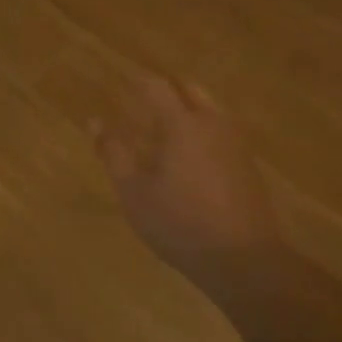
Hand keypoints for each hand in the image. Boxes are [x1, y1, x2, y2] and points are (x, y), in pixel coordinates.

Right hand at [94, 75, 287, 291]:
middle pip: (188, 90)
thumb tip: (94, 122)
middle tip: (140, 104)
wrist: (243, 259)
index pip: (156, 86)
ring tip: (160, 131)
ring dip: (185, 110)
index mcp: (183, 124)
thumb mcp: (134, 192)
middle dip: (164, 91)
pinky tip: (186, 157)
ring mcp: (235, 143)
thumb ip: (114, 153)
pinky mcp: (247, 164)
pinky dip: (200, 131)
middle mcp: (213, 123)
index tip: (119, 85)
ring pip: (208, 110)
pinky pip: (219, 132)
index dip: (136, 82)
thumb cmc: (179, 223)